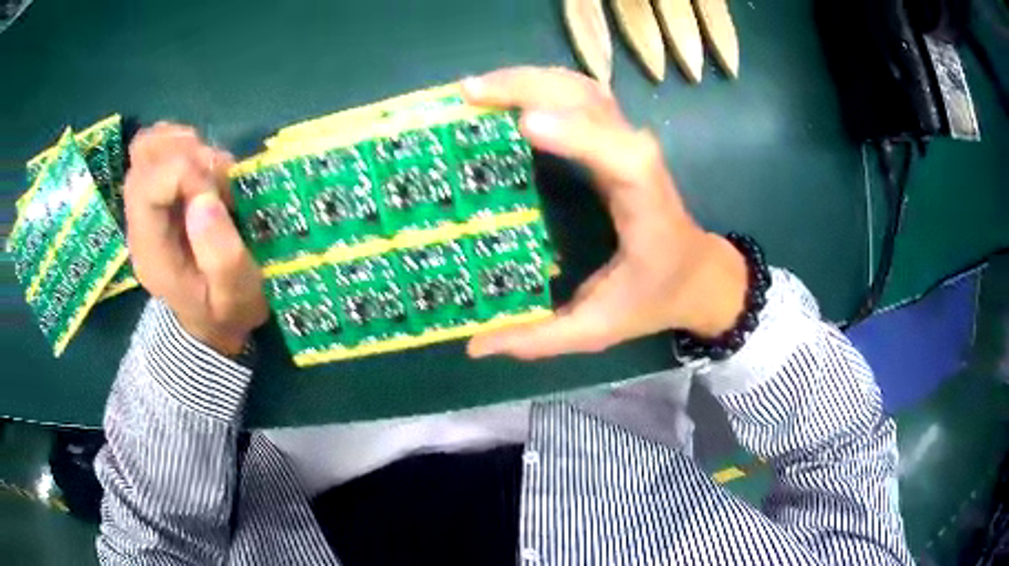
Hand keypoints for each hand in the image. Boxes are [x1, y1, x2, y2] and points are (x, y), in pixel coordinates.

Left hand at [124, 123, 267, 355]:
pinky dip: (184, 145)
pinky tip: (204, 168)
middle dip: (185, 152)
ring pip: (148, 146)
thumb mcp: (234, 295)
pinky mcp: (158, 194)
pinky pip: (160, 149)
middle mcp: (140, 221)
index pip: (148, 187)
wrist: (210, 321)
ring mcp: (146, 205)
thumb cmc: (225, 310)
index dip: (186, 173)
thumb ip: (221, 255)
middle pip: (142, 158)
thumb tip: (204, 198)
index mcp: (151, 250)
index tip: (218, 194)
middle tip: (216, 175)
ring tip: (212, 172)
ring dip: (185, 145)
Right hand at [463, 67, 747, 359]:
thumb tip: (474, 345)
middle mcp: (639, 162)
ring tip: (476, 88)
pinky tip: (507, 90)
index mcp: (645, 207)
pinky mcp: (614, 138)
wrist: (696, 271)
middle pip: (592, 103)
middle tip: (469, 93)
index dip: (579, 136)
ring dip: (530, 79)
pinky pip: (580, 96)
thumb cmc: (653, 297)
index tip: (525, 126)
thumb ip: (540, 339)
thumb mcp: (599, 330)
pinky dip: (541, 84)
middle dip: (530, 88)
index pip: (622, 157)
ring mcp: (627, 142)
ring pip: (584, 89)